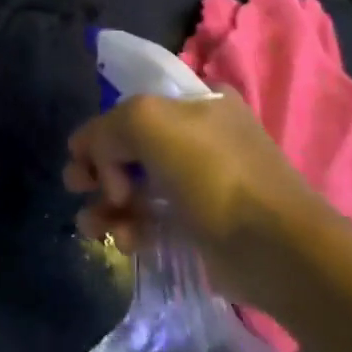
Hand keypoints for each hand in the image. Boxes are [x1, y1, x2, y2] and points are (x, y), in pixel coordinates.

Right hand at [64, 89, 326, 310]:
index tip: (78, 156)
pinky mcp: (201, 227)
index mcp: (196, 102)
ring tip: (91, 225)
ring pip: (137, 186)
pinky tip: (122, 240)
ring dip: (107, 204)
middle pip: (129, 147)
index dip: (100, 129)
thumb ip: (107, 128)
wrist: (276, 249)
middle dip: (97, 167)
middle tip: (75, 185)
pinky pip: (153, 221)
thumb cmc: (212, 172)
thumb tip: (94, 157)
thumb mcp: (146, 121)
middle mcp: (200, 137)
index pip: (132, 106)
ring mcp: (202, 184)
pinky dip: (131, 228)